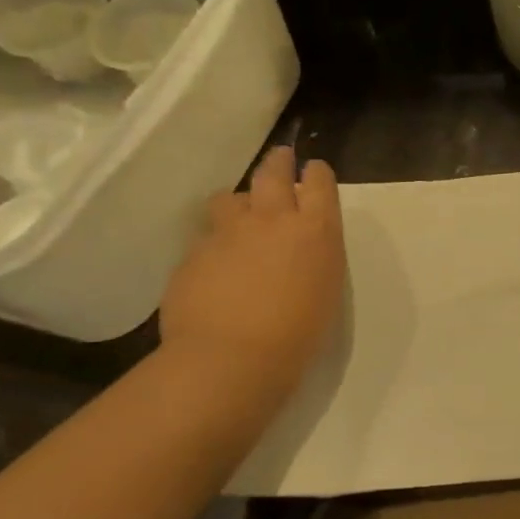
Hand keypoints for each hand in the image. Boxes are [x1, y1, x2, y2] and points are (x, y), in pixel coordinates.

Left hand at [159, 146, 345, 401]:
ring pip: (230, 198)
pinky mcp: (194, 252)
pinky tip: (216, 268)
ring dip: (239, 203)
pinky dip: (214, 244)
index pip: (320, 181)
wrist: (232, 358)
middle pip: (273, 171)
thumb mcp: (325, 289)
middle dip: (278, 163)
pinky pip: (206, 236)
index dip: (316, 174)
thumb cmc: (298, 335)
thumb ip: (314, 256)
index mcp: (316, 230)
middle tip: (280, 161)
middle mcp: (272, 219)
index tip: (313, 173)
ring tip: (240, 219)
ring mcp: (228, 232)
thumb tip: (300, 248)